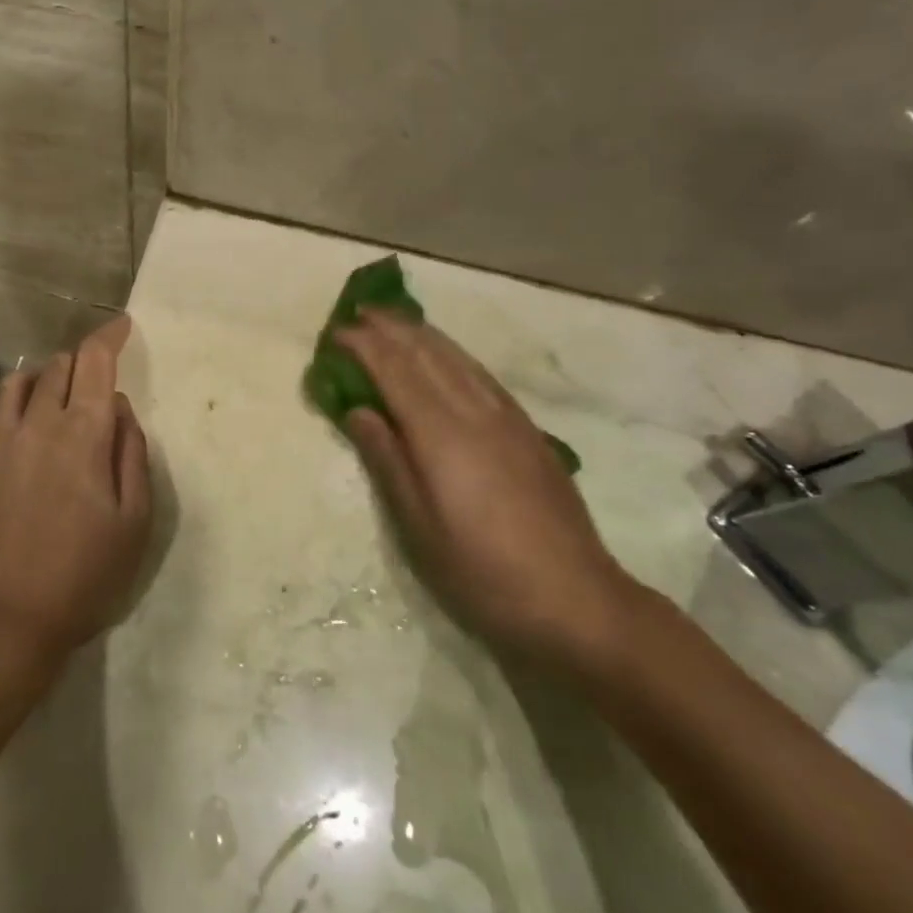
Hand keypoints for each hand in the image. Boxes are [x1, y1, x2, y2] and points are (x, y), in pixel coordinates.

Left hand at [0, 314, 151, 662]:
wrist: (6, 621)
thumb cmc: (85, 574)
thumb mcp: (135, 518)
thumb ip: (131, 452)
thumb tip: (118, 407)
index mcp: (81, 433)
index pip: (94, 360)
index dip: (109, 335)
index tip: (122, 326)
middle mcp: (34, 424)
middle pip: (55, 366)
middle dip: (78, 363)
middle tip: (90, 383)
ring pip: (13, 385)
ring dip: (37, 382)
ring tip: (48, 403)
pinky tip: (7, 441)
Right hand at [337, 310, 637, 661]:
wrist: (576, 600)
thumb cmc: (482, 572)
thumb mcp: (419, 527)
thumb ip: (387, 460)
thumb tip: (358, 410)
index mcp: (441, 434)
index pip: (395, 371)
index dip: (364, 346)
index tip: (336, 331)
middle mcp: (474, 412)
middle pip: (427, 354)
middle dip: (391, 329)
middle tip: (359, 313)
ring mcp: (507, 418)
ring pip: (457, 358)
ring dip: (422, 334)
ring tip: (395, 321)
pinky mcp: (528, 430)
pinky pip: (481, 374)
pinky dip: (454, 353)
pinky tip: (447, 356)